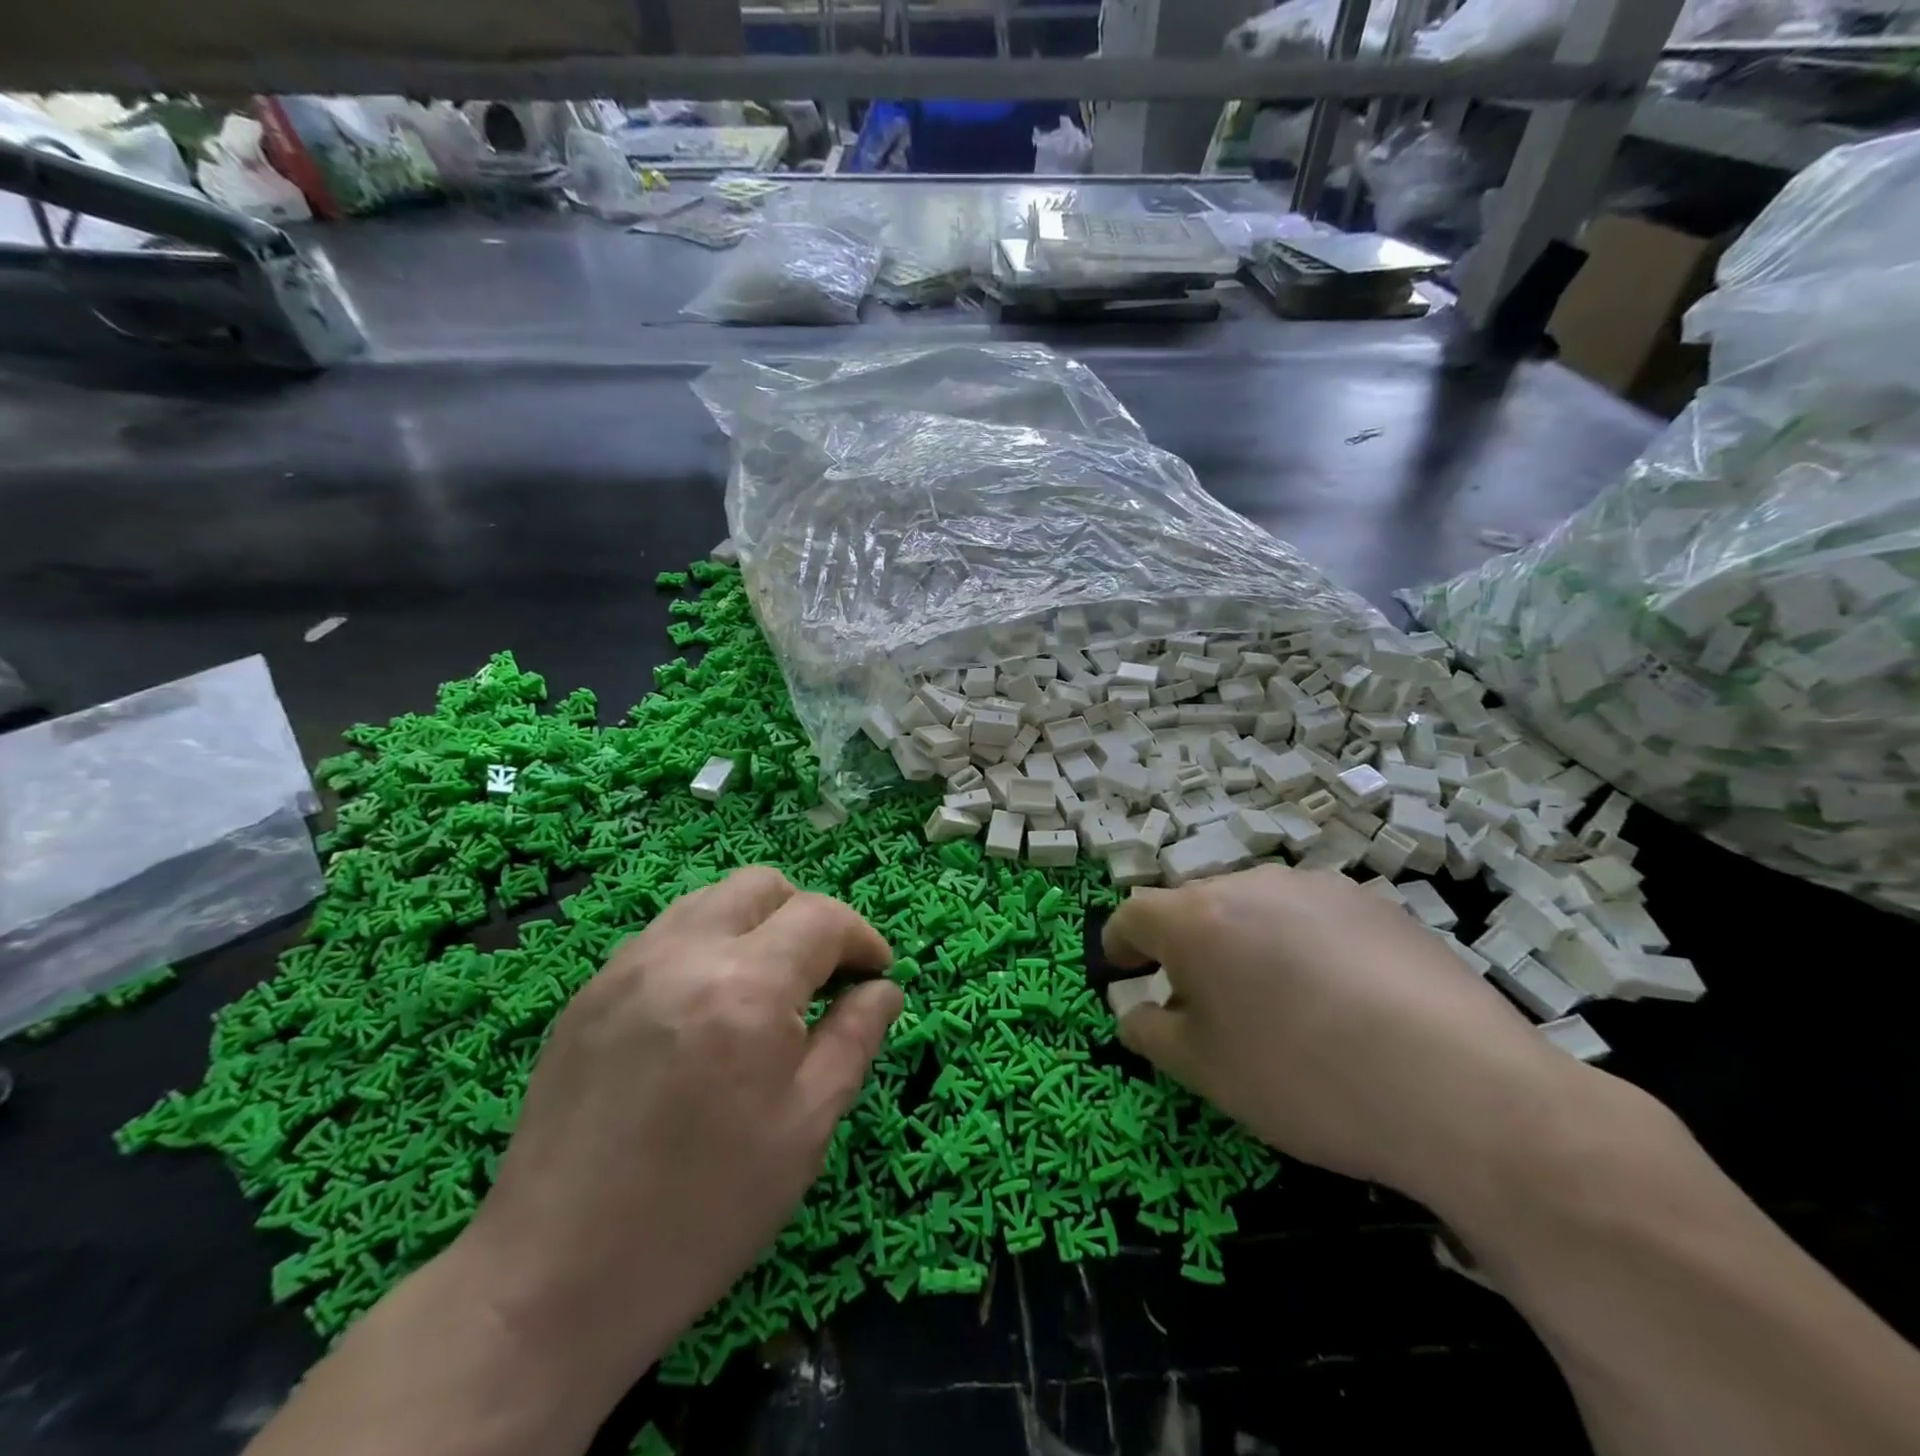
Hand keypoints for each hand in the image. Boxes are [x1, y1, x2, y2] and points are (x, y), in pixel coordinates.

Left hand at [461, 867, 901, 1402]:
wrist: (552, 1281)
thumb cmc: (704, 1212)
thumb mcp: (806, 1128)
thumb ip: (855, 1038)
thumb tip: (884, 988)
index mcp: (746, 987)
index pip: (822, 917)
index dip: (862, 938)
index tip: (876, 975)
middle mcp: (684, 953)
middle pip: (763, 886)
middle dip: (808, 917)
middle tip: (823, 976)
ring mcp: (627, 966)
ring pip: (711, 900)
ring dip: (755, 925)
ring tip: (766, 989)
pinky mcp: (590, 991)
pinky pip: (666, 935)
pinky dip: (706, 947)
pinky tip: (706, 1011)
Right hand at [1103, 865, 1591, 1213]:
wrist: (1464, 1091)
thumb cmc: (1306, 1080)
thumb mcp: (1207, 1073)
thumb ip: (1152, 1033)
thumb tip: (1134, 1012)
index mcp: (1196, 918)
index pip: (1133, 915)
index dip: (1119, 945)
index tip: (1122, 973)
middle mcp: (1250, 883)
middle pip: (1196, 907)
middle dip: (1186, 949)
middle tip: (1205, 1006)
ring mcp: (1317, 887)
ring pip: (1255, 908)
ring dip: (1245, 944)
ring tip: (1280, 1006)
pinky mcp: (1375, 902)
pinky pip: (1311, 917)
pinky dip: (1302, 946)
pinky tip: (1343, 1001)